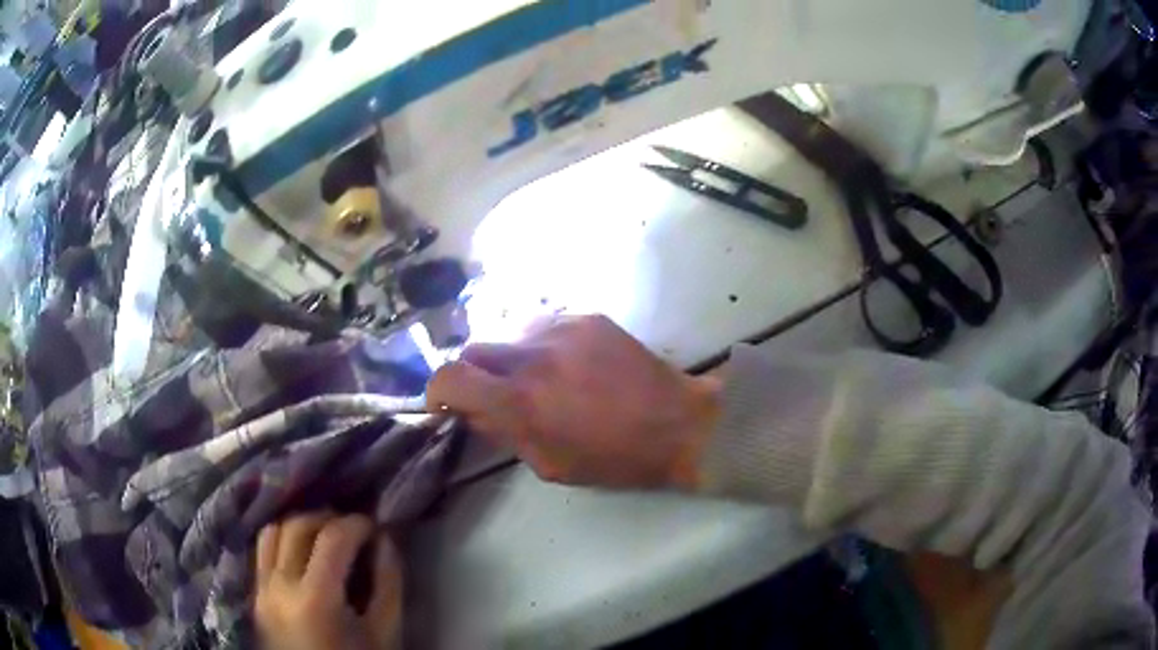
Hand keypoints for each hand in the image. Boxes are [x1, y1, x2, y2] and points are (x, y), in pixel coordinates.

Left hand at [254, 512, 401, 649]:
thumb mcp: (384, 632)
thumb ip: (388, 585)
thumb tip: (386, 539)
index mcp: (316, 600)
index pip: (332, 538)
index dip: (357, 524)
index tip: (375, 527)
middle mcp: (279, 586)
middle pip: (297, 525)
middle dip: (329, 518)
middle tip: (352, 530)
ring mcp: (261, 589)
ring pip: (272, 531)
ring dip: (300, 524)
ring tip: (324, 536)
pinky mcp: (254, 594)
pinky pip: (262, 551)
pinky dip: (281, 539)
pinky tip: (301, 551)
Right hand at [427, 314, 719, 488]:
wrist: (678, 423)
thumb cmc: (614, 457)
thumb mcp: (550, 464)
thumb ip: (503, 433)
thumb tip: (473, 412)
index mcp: (522, 401)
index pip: (451, 376)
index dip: (437, 389)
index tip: (445, 403)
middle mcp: (534, 356)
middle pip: (474, 348)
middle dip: (474, 374)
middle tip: (495, 395)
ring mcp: (562, 329)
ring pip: (509, 335)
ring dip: (510, 359)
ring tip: (538, 380)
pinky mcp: (586, 317)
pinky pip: (544, 327)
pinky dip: (541, 347)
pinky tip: (567, 366)